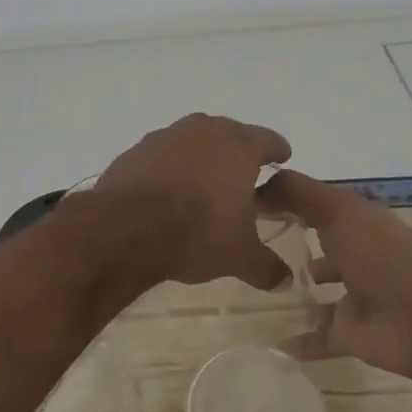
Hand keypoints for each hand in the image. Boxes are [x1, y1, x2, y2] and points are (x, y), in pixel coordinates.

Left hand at [91, 114, 293, 290]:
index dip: (278, 150)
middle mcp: (204, 131)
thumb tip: (285, 280)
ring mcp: (165, 137)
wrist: (126, 227)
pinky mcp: (134, 151)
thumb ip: (266, 266)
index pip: (268, 140)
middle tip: (244, 173)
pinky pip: (161, 156)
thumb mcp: (239, 256)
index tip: (283, 157)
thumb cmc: (198, 231)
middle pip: (229, 134)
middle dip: (237, 152)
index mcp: (238, 146)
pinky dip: (169, 168)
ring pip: (192, 141)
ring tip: (204, 183)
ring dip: (201, 157)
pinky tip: (167, 191)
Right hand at [257, 169, 411, 378]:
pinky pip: (320, 338)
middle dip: (299, 243)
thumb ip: (298, 193)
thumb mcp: (337, 209)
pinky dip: (301, 342)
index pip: (319, 206)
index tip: (250, 202)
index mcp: (358, 221)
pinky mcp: (352, 334)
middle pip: (324, 247)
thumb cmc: (379, 253)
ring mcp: (356, 297)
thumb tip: (258, 182)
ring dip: (303, 291)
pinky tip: (274, 343)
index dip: (289, 201)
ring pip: (324, 293)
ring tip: (266, 287)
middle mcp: (358, 255)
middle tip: (256, 244)